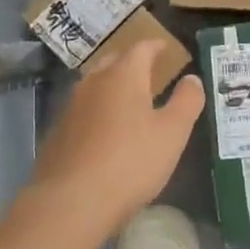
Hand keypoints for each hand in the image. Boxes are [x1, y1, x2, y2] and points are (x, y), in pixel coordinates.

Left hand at [24, 40, 204, 241]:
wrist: (71, 201)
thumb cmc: (131, 162)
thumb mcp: (172, 133)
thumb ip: (186, 102)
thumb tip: (192, 78)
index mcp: (123, 76)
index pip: (141, 49)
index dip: (156, 46)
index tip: (166, 48)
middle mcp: (93, 83)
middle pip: (114, 62)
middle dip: (132, 62)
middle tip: (149, 70)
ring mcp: (70, 108)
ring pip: (94, 86)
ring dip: (112, 87)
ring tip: (129, 100)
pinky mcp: (57, 133)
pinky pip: (82, 111)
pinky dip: (97, 112)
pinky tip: (105, 132)